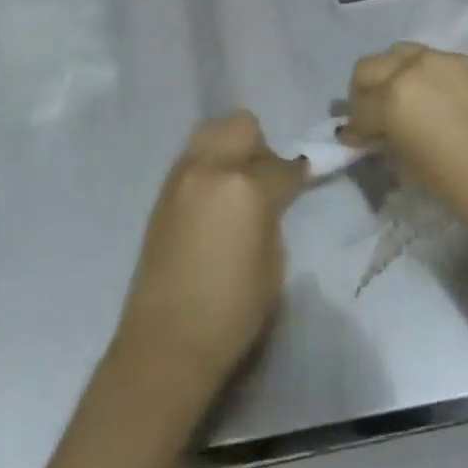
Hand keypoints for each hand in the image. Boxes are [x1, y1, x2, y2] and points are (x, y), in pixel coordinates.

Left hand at [115, 111, 307, 395]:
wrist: (166, 341)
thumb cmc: (232, 310)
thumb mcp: (273, 262)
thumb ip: (273, 215)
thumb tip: (273, 198)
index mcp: (246, 186)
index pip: (281, 164)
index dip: (298, 174)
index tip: (305, 180)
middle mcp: (210, 167)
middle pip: (241, 126)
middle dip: (260, 146)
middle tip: (267, 179)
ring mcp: (181, 175)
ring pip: (212, 132)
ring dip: (231, 148)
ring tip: (238, 184)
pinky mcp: (163, 191)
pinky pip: (192, 157)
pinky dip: (209, 163)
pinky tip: (215, 198)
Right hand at [340, 43, 467, 241]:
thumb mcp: (415, 172)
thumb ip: (388, 144)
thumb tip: (374, 136)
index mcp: (394, 97)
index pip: (358, 110)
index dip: (353, 131)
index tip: (355, 144)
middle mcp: (414, 68)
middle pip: (369, 68)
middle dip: (363, 93)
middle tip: (373, 119)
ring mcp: (446, 60)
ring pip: (402, 55)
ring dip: (392, 76)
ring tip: (404, 103)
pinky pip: (435, 61)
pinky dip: (424, 76)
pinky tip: (440, 102)